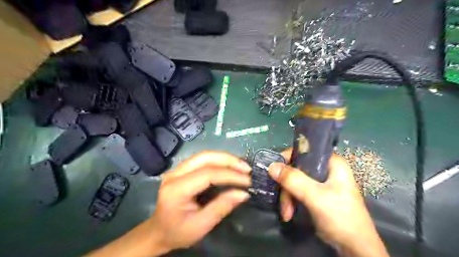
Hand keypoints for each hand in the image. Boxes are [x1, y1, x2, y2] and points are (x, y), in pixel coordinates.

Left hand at [150, 151, 250, 253]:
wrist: (159, 231)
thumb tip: (243, 193)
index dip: (229, 175)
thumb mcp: (201, 225)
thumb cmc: (178, 232)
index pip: (207, 174)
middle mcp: (175, 173)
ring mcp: (177, 169)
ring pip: (204, 155)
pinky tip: (230, 166)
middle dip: (228, 160)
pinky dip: (219, 160)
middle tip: (246, 169)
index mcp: (176, 189)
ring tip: (241, 166)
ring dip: (225, 158)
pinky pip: (203, 159)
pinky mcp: (182, 169)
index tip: (247, 181)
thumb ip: (222, 207)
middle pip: (205, 157)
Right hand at [270, 148, 390, 256]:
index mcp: (332, 163)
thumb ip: (293, 180)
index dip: (288, 158)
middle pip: (297, 168)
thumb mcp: (315, 197)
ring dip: (288, 197)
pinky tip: (289, 213)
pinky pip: (298, 190)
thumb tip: (271, 165)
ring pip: (295, 181)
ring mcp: (321, 183)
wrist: (354, 249)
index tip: (275, 171)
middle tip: (284, 204)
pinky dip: (291, 201)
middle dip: (287, 187)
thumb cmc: (340, 217)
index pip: (305, 151)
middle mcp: (326, 169)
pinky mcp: (317, 194)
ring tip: (287, 214)